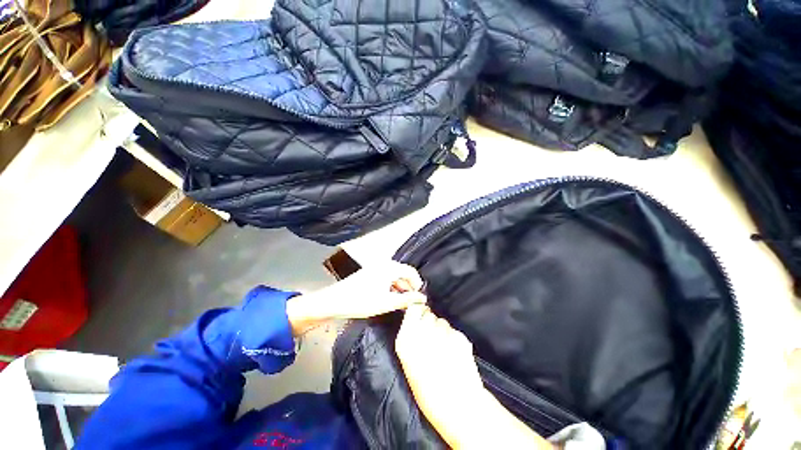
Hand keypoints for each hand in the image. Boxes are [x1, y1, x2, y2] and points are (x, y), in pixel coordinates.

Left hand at [286, 261, 425, 334]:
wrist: (335, 300)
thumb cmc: (362, 301)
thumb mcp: (387, 303)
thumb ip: (406, 300)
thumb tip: (423, 298)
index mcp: (390, 268)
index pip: (411, 272)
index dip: (418, 284)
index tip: (420, 298)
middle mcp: (384, 264)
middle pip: (403, 273)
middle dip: (409, 287)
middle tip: (412, 302)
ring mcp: (376, 267)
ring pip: (394, 276)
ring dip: (400, 287)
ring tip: (402, 302)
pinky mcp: (370, 273)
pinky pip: (386, 277)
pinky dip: (391, 286)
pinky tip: (390, 297)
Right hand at [395, 304, 484, 425]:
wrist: (458, 407)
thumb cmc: (428, 392)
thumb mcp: (409, 365)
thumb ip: (411, 339)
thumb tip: (417, 323)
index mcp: (406, 339)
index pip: (413, 309)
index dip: (418, 313)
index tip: (420, 319)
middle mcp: (423, 331)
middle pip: (428, 314)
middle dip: (430, 322)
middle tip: (432, 339)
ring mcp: (442, 332)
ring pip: (441, 321)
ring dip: (442, 330)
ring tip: (444, 349)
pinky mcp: (459, 336)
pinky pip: (454, 331)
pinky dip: (454, 338)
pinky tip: (455, 354)